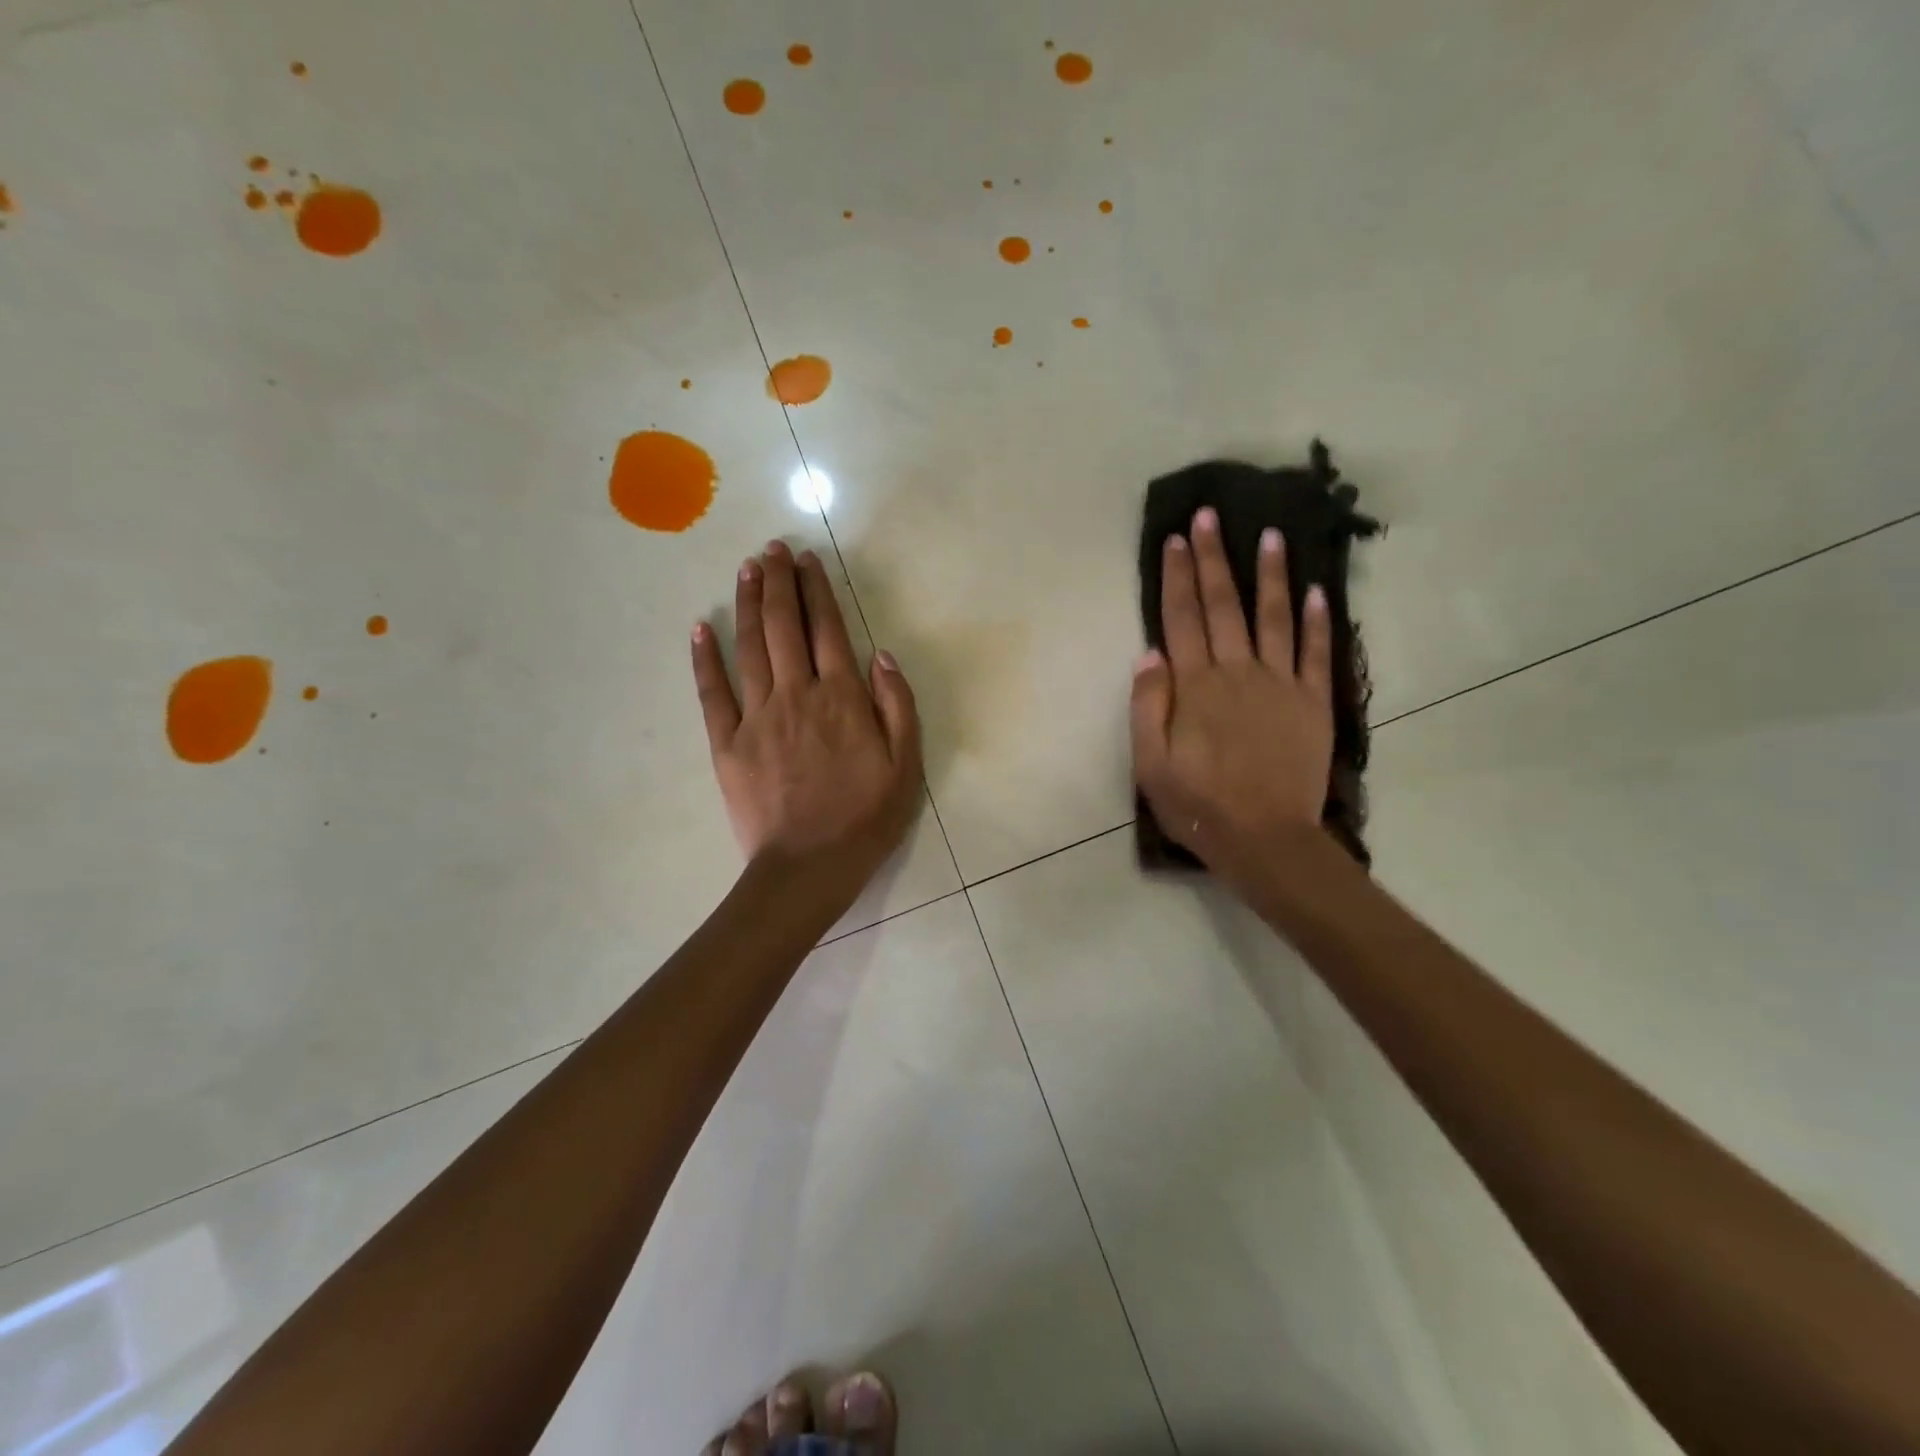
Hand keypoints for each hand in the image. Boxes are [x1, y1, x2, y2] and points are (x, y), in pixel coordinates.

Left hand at [691, 541, 921, 911]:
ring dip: (749, 604)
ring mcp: (757, 717)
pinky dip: (704, 658)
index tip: (807, 560)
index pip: (828, 630)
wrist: (809, 867)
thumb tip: (882, 655)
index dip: (817, 590)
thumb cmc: (865, 819)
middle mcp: (797, 695)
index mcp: (842, 699)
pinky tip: (700, 627)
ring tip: (747, 569)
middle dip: (779, 582)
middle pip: (785, 626)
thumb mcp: (906, 766)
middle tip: (772, 549)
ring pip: (750, 647)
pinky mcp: (727, 743)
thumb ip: (897, 706)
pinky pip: (712, 692)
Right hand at [1131, 506, 1333, 890]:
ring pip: (1275, 618)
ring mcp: (1280, 685)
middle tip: (1210, 516)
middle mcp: (1238, 673)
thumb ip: (1147, 706)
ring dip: (1270, 575)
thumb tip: (1149, 654)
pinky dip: (1319, 621)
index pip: (1182, 619)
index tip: (1176, 539)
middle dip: (1214, 558)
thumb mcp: (1150, 764)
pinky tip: (1318, 591)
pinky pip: (1318, 654)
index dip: (1177, 576)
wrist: (1265, 839)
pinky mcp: (1313, 703)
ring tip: (1269, 535)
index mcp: (1196, 687)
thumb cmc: (1199, 805)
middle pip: (1224, 606)